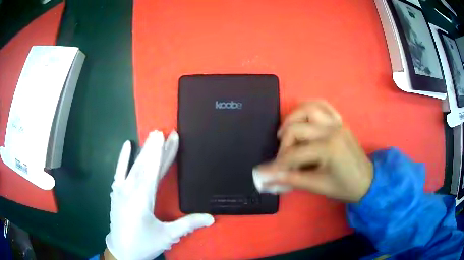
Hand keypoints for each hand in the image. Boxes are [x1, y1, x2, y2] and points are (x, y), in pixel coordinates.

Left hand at [105, 131, 213, 259]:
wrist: (122, 250)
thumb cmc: (144, 243)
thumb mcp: (167, 236)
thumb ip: (188, 224)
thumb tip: (211, 218)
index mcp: (142, 199)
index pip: (153, 171)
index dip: (161, 153)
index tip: (167, 136)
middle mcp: (130, 190)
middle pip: (145, 165)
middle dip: (156, 148)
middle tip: (166, 132)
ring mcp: (121, 190)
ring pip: (134, 166)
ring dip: (145, 151)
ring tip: (153, 136)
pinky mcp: (116, 192)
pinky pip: (119, 171)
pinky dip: (123, 158)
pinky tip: (127, 145)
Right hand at [254, 101, 372, 202]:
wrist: (367, 181)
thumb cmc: (344, 187)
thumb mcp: (317, 186)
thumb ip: (291, 180)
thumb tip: (266, 180)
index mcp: (328, 148)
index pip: (294, 154)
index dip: (276, 165)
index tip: (262, 172)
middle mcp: (331, 130)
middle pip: (296, 129)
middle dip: (284, 145)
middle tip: (282, 159)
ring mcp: (336, 123)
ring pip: (307, 109)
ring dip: (292, 119)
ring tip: (286, 133)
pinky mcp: (339, 121)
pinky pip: (322, 105)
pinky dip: (308, 107)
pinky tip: (301, 117)